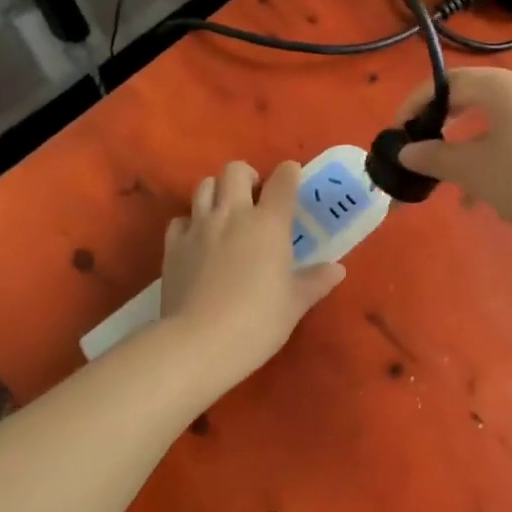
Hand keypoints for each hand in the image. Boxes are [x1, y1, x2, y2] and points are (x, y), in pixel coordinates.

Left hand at [159, 160, 344, 386]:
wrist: (199, 341)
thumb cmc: (258, 322)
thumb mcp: (294, 304)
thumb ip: (314, 282)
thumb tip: (337, 270)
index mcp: (269, 224)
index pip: (282, 181)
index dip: (288, 173)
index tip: (291, 175)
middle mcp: (233, 214)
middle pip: (235, 170)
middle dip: (246, 175)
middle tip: (254, 196)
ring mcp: (199, 227)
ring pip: (204, 186)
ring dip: (217, 191)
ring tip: (225, 211)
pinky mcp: (173, 245)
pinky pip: (180, 219)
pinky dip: (190, 222)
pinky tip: (198, 239)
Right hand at [395, 68, 511, 242]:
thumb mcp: (475, 171)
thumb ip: (435, 157)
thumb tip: (406, 151)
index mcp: (506, 86)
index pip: (449, 82)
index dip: (418, 103)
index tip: (400, 130)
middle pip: (476, 98)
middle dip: (446, 125)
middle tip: (426, 149)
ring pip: (500, 121)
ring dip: (473, 147)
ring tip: (459, 187)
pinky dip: (501, 153)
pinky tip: (496, 191)